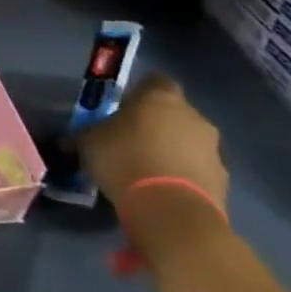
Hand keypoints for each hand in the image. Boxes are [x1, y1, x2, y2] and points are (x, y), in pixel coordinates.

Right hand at [74, 73, 228, 214]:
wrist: (171, 210)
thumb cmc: (124, 159)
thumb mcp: (88, 143)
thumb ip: (84, 136)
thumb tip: (67, 141)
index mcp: (161, 98)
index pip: (154, 81)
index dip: (138, 93)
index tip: (123, 107)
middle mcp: (194, 117)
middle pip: (174, 113)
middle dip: (156, 124)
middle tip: (131, 141)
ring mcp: (213, 150)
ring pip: (188, 142)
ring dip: (171, 151)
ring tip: (146, 170)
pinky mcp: (222, 181)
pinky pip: (197, 170)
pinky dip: (182, 176)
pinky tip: (161, 190)